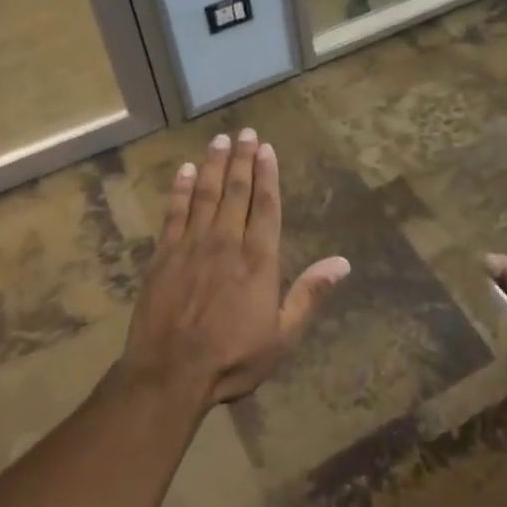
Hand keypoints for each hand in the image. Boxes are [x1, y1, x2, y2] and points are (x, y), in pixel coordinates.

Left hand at [121, 128, 350, 409]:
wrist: (169, 374)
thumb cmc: (232, 358)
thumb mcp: (283, 336)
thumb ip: (310, 295)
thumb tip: (343, 262)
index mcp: (258, 259)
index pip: (265, 206)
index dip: (267, 175)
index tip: (267, 149)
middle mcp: (226, 242)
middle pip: (236, 191)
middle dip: (243, 159)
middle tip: (246, 132)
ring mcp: (192, 245)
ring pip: (206, 194)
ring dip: (214, 165)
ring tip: (220, 140)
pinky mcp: (164, 255)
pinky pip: (174, 213)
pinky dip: (180, 189)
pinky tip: (184, 171)